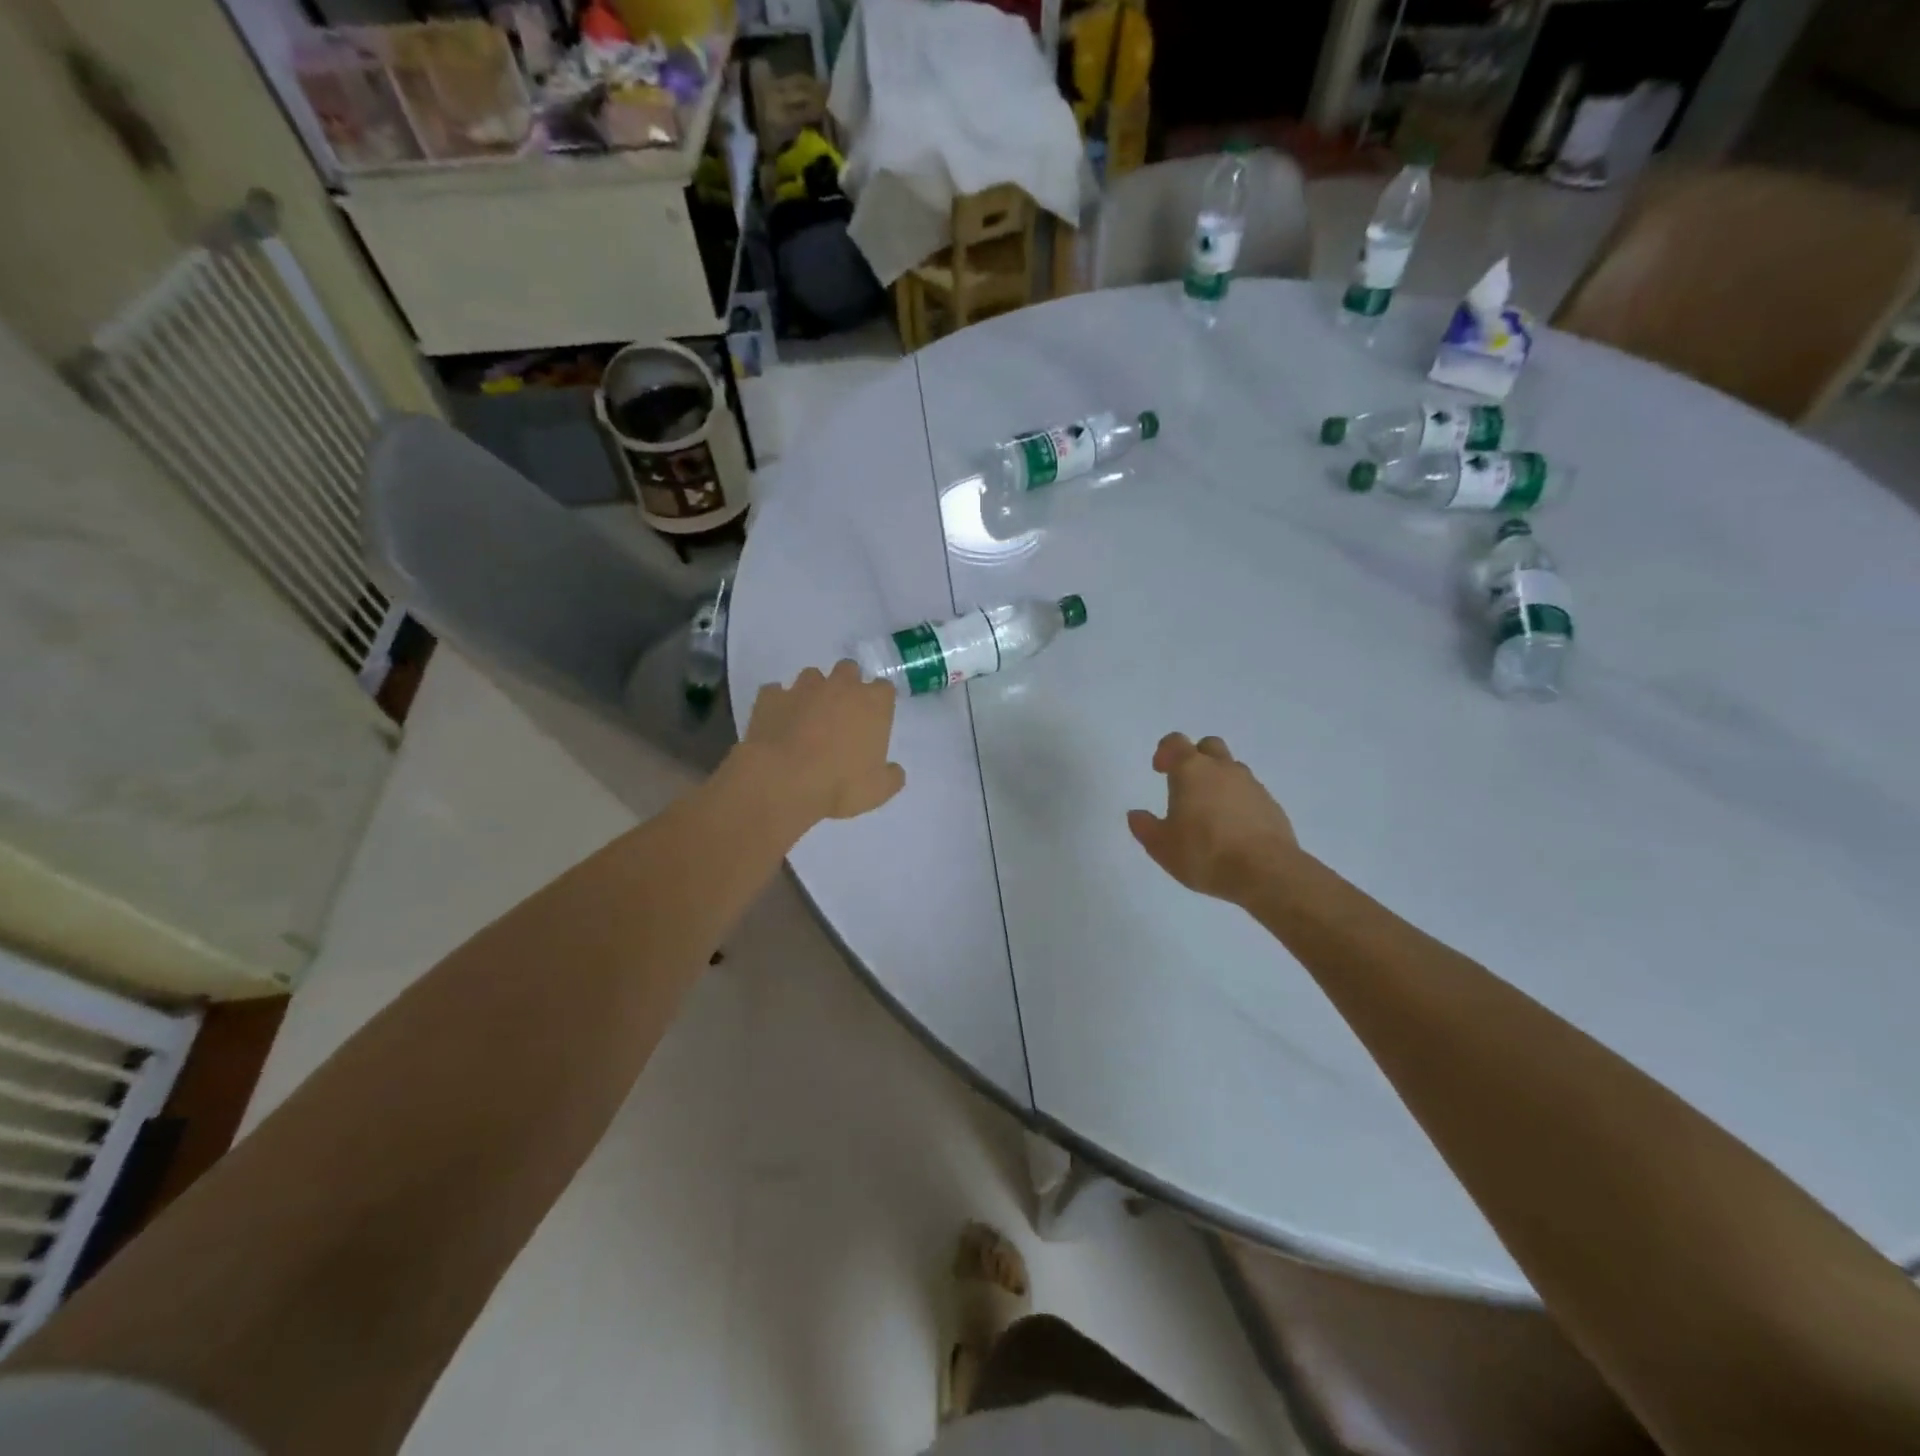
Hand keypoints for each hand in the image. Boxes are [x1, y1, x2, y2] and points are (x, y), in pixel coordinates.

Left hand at [741, 660, 905, 823]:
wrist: (784, 782)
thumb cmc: (841, 784)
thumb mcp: (878, 790)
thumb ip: (891, 776)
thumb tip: (894, 771)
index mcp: (873, 703)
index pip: (884, 688)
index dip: (878, 702)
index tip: (873, 719)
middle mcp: (840, 686)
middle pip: (848, 670)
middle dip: (846, 685)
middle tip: (841, 713)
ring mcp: (803, 688)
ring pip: (811, 676)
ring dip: (812, 692)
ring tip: (807, 718)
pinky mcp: (770, 697)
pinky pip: (775, 693)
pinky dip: (778, 704)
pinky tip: (777, 723)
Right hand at [1127, 733, 1297, 903]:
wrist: (1266, 872)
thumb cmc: (1204, 853)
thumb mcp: (1161, 846)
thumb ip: (1145, 827)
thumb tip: (1136, 815)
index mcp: (1191, 771)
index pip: (1175, 742)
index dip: (1165, 751)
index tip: (1160, 770)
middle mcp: (1223, 769)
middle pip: (1209, 746)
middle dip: (1196, 757)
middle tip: (1186, 784)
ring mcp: (1251, 785)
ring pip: (1232, 769)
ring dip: (1219, 781)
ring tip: (1210, 812)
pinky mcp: (1272, 805)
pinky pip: (1250, 793)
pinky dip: (1238, 802)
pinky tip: (1232, 829)